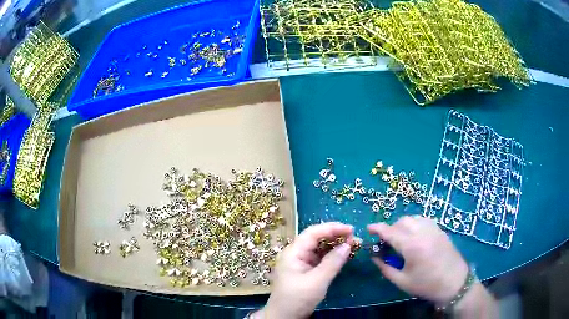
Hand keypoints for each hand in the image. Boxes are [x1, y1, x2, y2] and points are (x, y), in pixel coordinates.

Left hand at [254, 222, 353, 318]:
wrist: (284, 317)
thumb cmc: (297, 299)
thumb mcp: (317, 282)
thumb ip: (333, 263)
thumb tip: (348, 245)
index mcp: (293, 252)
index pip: (313, 233)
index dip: (332, 228)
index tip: (351, 229)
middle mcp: (296, 254)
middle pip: (317, 239)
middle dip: (336, 236)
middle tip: (355, 238)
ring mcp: (300, 263)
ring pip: (320, 249)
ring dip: (336, 246)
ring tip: (353, 245)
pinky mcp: (306, 271)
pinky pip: (320, 259)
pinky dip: (332, 256)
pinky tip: (344, 256)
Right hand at [368, 216, 468, 303]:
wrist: (454, 282)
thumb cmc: (427, 284)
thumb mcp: (402, 281)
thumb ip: (386, 268)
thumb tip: (375, 257)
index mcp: (411, 246)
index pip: (390, 231)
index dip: (377, 228)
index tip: (369, 228)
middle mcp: (422, 232)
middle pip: (402, 221)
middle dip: (391, 228)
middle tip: (387, 242)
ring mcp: (433, 229)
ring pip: (413, 218)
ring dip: (403, 225)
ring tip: (401, 239)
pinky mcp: (440, 230)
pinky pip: (423, 220)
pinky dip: (415, 224)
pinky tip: (415, 236)